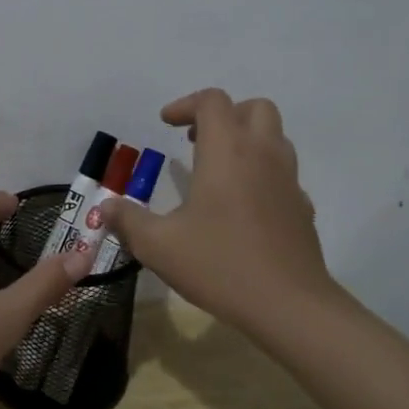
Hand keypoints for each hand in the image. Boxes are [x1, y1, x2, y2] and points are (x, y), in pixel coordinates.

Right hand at [103, 89, 340, 334]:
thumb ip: (127, 220)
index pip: (212, 101)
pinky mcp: (302, 207)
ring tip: (217, 170)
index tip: (165, 124)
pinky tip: (241, 206)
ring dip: (246, 140)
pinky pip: (282, 173)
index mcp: (227, 151)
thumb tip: (106, 207)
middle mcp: (262, 155)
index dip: (185, 105)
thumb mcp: (158, 245)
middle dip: (224, 115)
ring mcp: (288, 180)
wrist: (290, 306)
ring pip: (274, 137)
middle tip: (196, 140)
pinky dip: (261, 173)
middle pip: (254, 108)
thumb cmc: (220, 265)